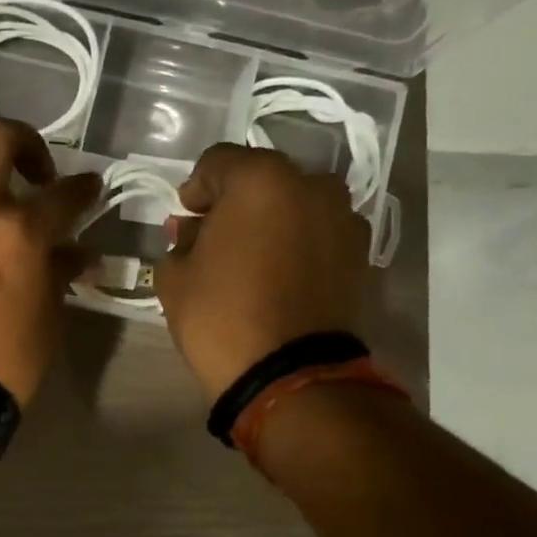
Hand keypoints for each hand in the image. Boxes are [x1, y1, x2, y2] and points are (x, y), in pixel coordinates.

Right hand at [155, 143, 370, 402]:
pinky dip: (298, 244)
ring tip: (252, 258)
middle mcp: (311, 185)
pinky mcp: (361, 254)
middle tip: (215, 237)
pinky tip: (280, 276)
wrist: (289, 374)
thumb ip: (181, 241)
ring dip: (271, 221)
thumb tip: (194, 232)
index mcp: (261, 180)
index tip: (185, 218)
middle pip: (262, 180)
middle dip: (236, 203)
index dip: (195, 188)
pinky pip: (319, 235)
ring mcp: (344, 219)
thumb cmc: (221, 316)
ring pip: (296, 205)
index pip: (217, 162)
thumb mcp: (174, 277)